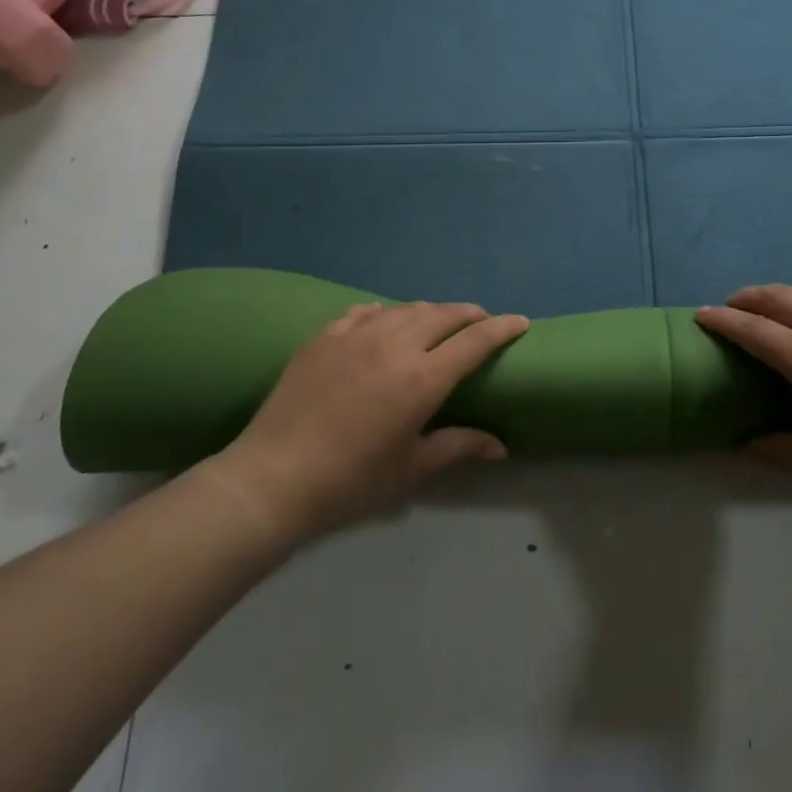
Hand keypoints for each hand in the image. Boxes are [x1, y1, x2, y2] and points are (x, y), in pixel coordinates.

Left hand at [202, 301, 526, 542]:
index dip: (502, 329)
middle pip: (443, 314)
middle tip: (481, 322)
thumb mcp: (410, 468)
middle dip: (469, 314)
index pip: (475, 341)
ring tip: (438, 323)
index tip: (520, 322)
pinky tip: (385, 324)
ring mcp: (356, 335)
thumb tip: (500, 446)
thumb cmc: (349, 482)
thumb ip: (457, 446)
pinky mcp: (324, 336)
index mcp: (422, 378)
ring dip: (431, 312)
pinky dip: (386, 314)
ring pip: (406, 309)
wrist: (271, 479)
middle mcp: (394, 345)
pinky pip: (365, 312)